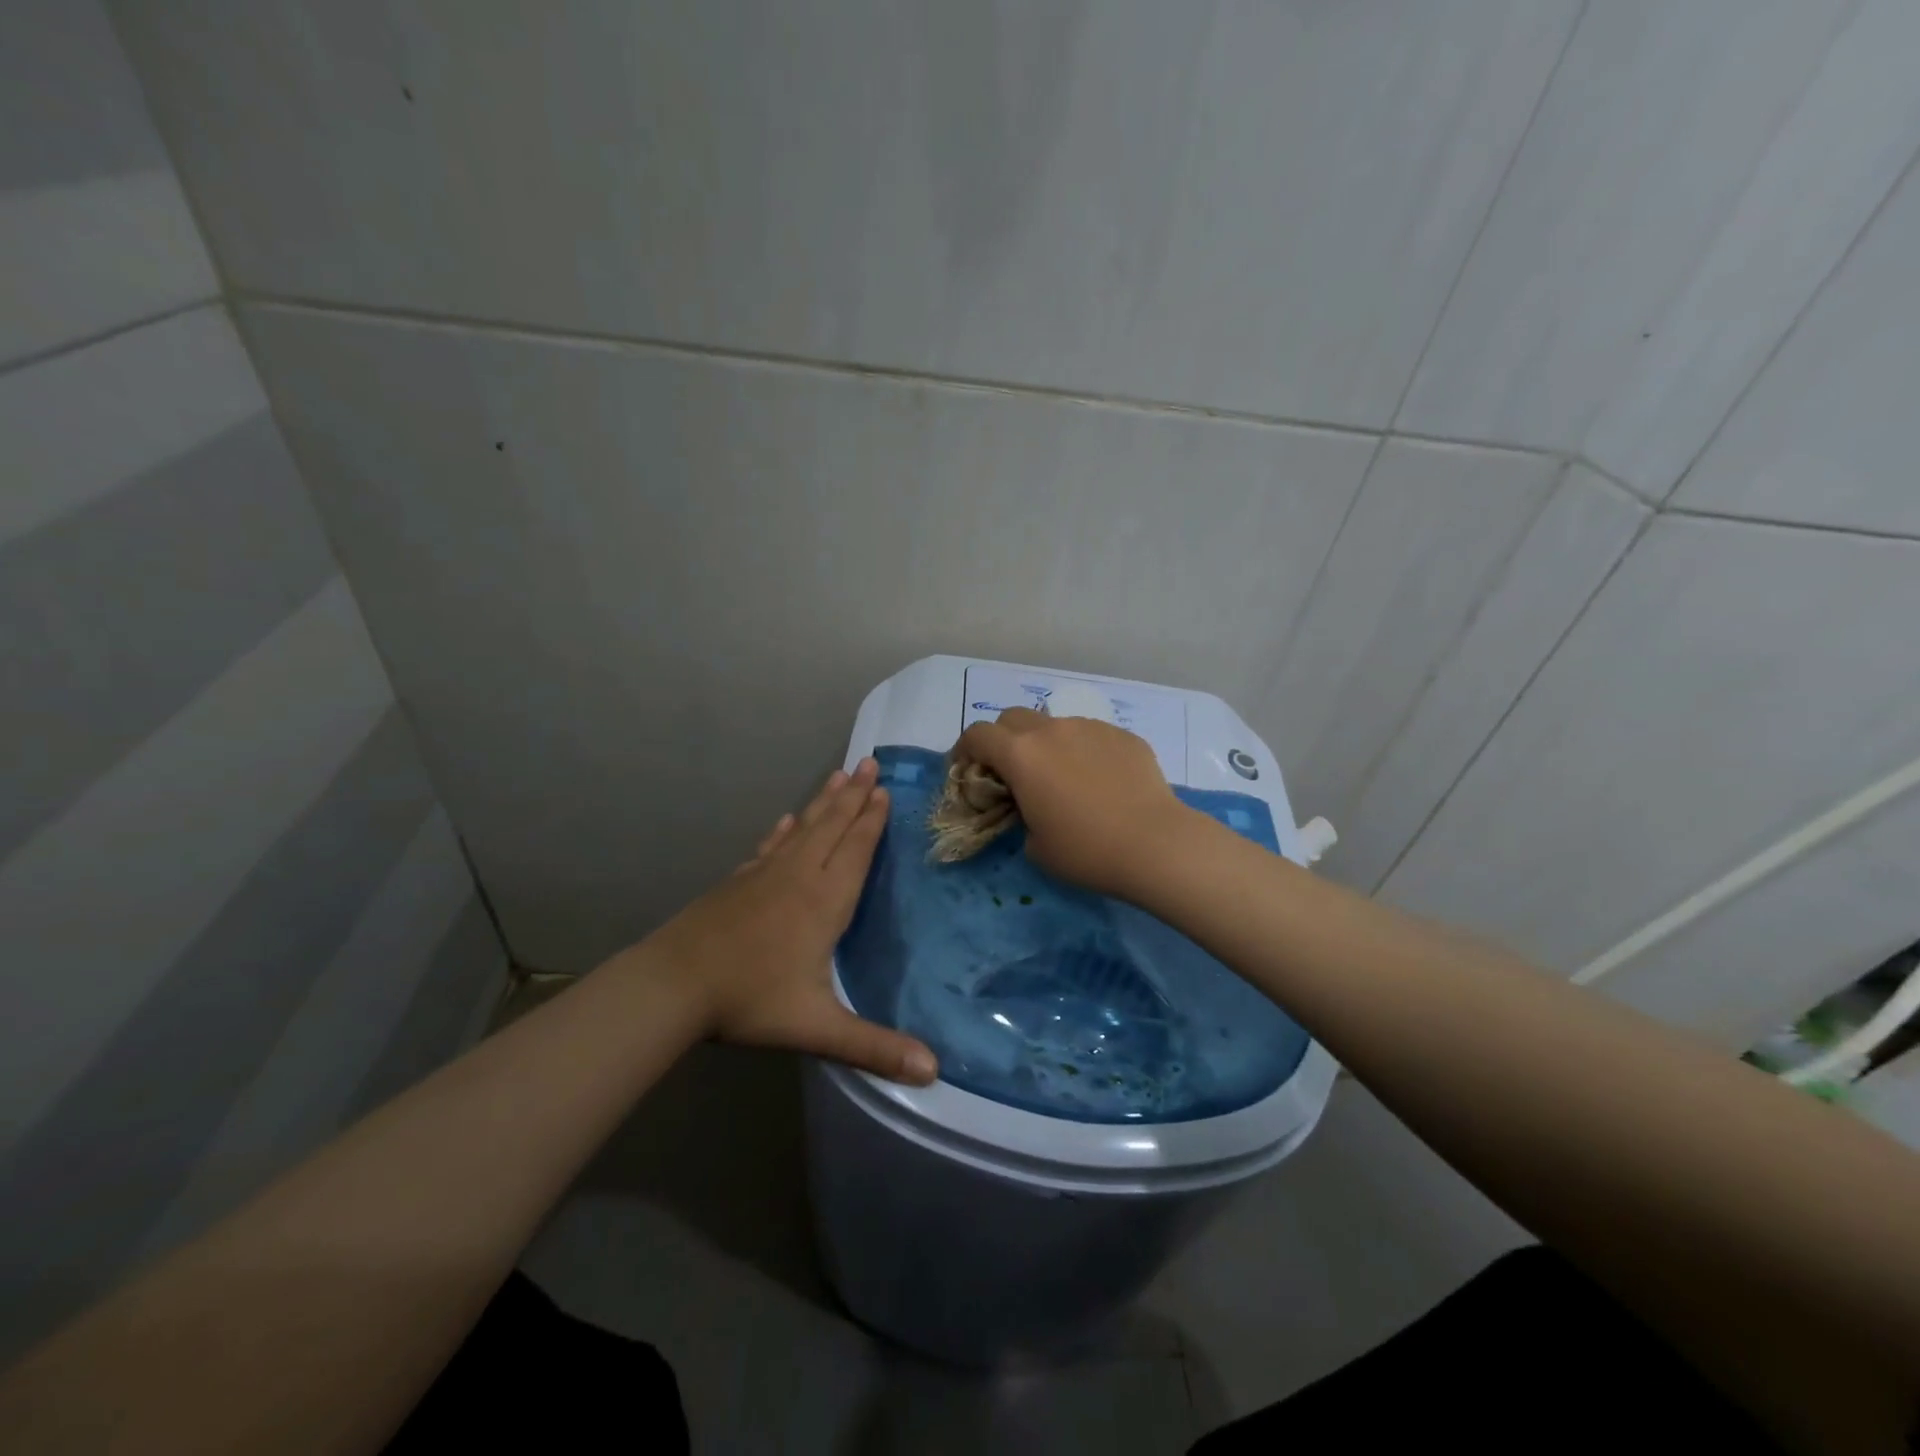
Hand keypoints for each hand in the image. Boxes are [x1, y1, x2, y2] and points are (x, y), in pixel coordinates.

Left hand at [636, 758, 937, 1084]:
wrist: (674, 984)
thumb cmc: (750, 1000)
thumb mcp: (817, 1028)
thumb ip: (874, 1046)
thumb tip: (933, 1071)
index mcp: (824, 901)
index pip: (855, 849)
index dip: (872, 820)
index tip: (885, 789)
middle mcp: (798, 876)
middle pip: (832, 827)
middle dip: (854, 795)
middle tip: (869, 762)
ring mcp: (764, 875)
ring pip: (803, 828)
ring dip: (824, 801)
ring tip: (839, 775)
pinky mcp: (739, 882)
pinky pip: (770, 846)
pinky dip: (783, 829)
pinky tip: (786, 819)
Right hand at [953, 707, 1196, 899]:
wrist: (1155, 844)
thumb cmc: (1086, 850)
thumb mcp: (1035, 845)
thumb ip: (1021, 815)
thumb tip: (1032, 806)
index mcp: (1021, 755)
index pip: (977, 735)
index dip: (964, 750)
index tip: (966, 770)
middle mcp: (1052, 730)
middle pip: (1012, 717)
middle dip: (1003, 739)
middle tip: (1010, 771)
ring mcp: (1091, 728)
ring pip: (1055, 725)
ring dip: (1046, 744)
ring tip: (1062, 778)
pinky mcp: (1123, 735)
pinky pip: (1091, 736)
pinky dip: (1083, 752)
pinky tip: (1100, 782)